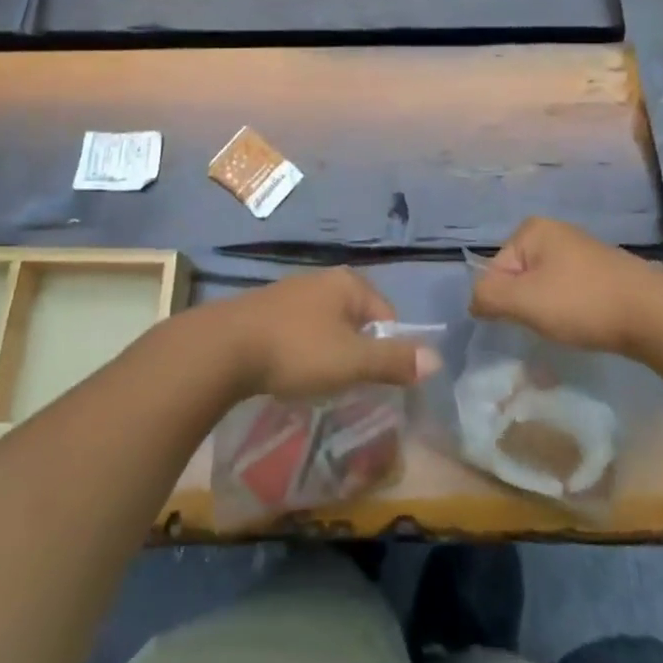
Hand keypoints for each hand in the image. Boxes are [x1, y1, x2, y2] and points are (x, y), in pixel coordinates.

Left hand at [199, 268, 442, 400]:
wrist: (225, 348)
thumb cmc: (297, 350)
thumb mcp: (352, 360)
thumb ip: (394, 360)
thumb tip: (437, 359)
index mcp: (348, 282)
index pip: (387, 314)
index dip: (388, 350)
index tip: (374, 381)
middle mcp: (322, 279)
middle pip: (357, 318)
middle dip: (357, 351)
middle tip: (348, 384)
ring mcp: (292, 291)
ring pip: (327, 325)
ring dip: (329, 352)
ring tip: (319, 382)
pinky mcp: (266, 309)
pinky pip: (300, 330)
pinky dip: (303, 350)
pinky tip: (290, 372)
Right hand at [470, 216, 662, 356]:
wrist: (653, 314)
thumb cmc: (582, 302)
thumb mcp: (524, 301)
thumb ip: (488, 297)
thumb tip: (475, 302)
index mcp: (532, 229)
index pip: (495, 269)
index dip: (504, 300)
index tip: (527, 319)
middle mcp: (555, 231)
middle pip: (519, 277)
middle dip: (525, 306)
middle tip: (545, 327)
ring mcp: (581, 250)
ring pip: (544, 287)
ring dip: (548, 312)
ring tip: (568, 329)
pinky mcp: (602, 270)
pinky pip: (568, 291)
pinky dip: (570, 310)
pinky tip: (585, 325)